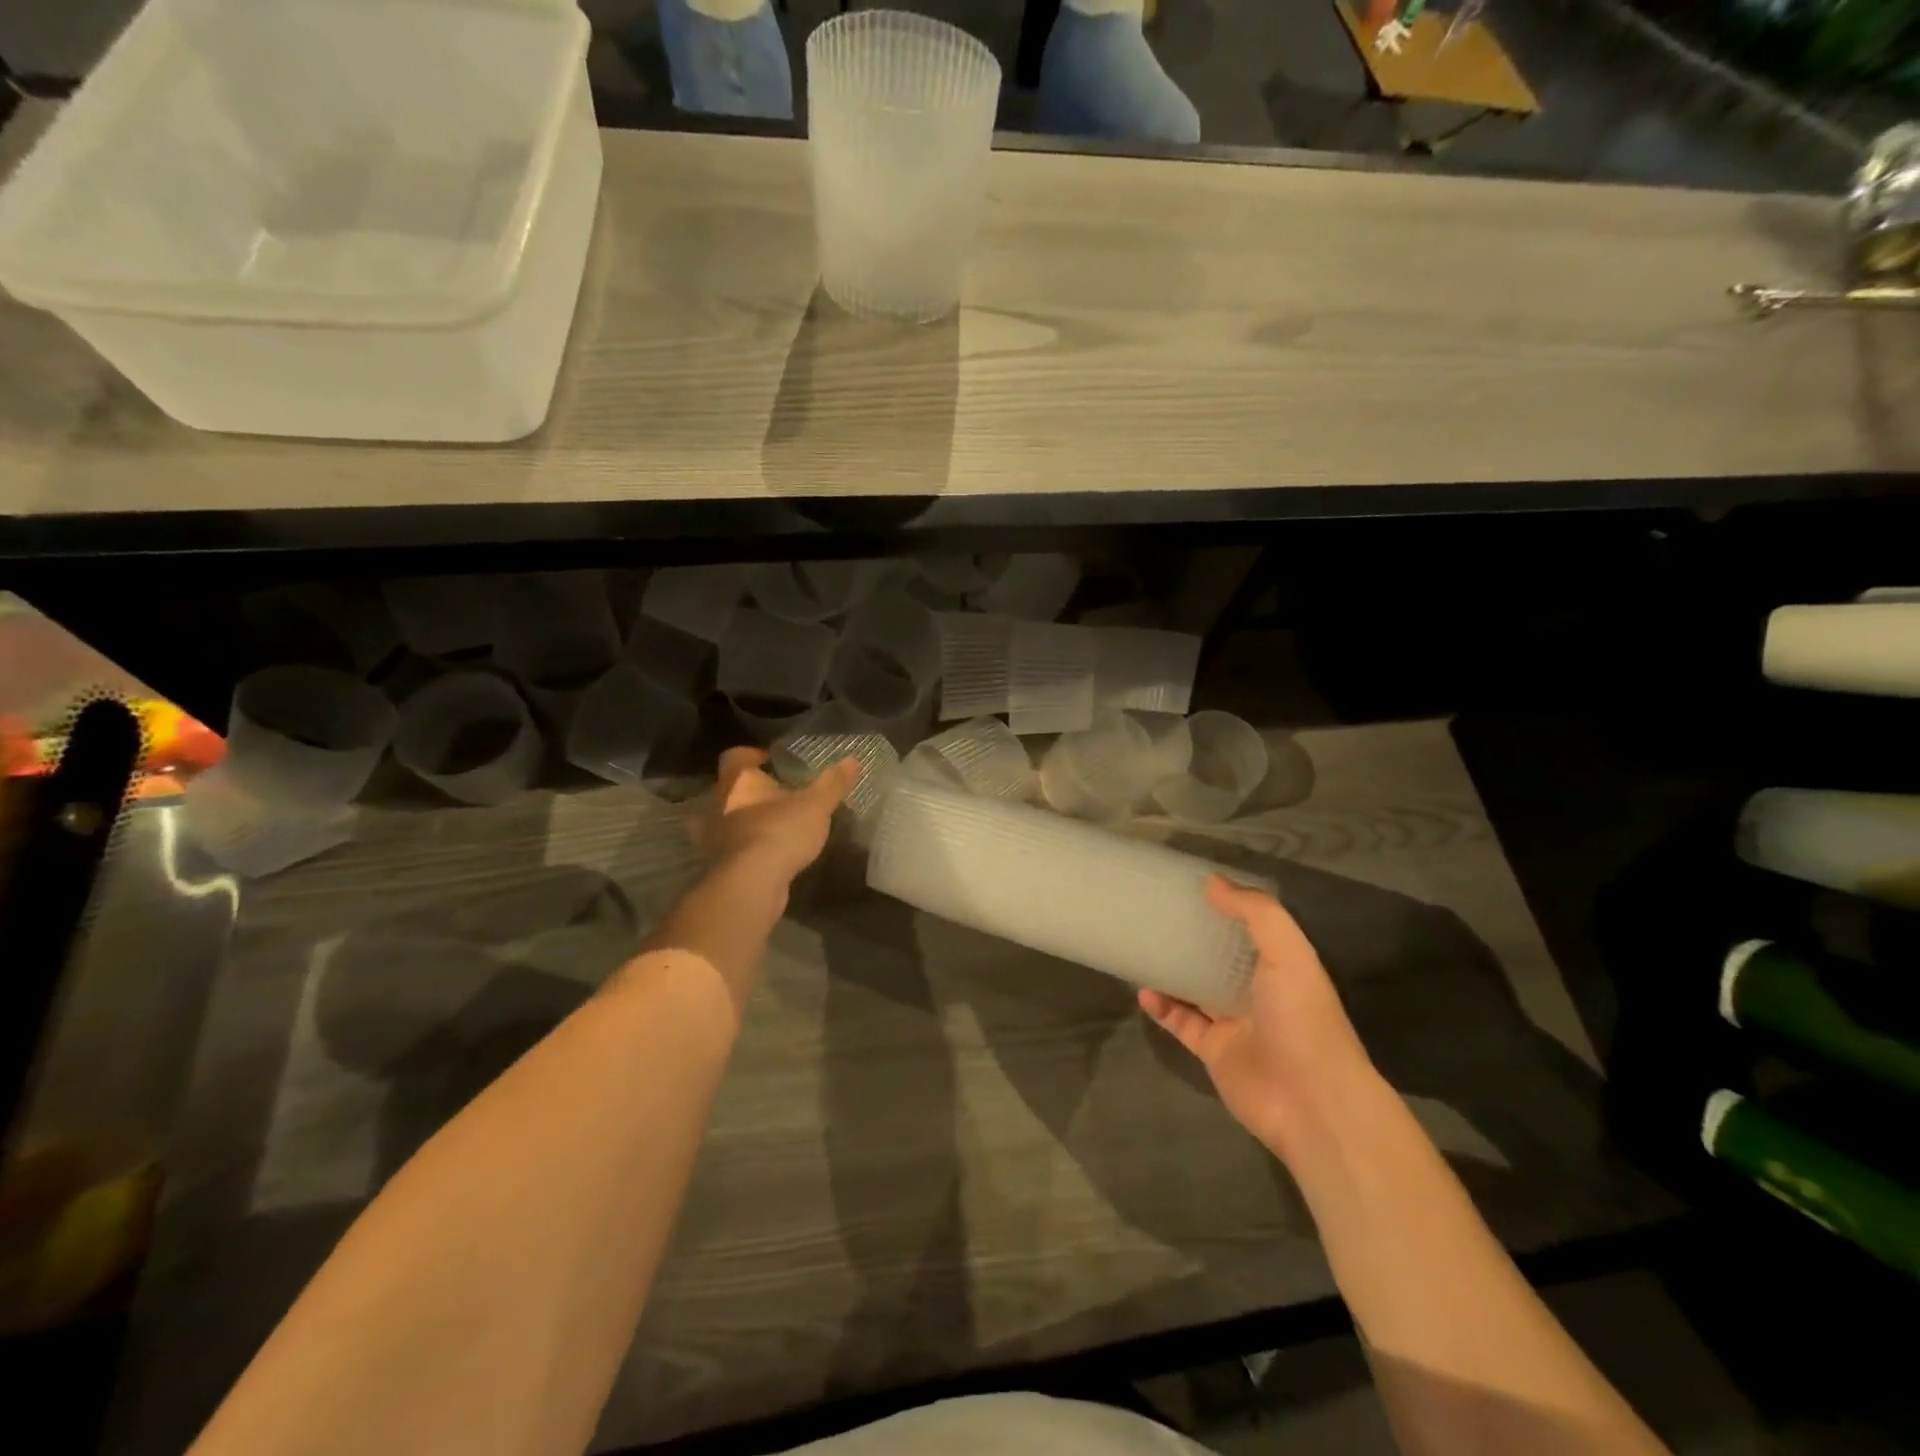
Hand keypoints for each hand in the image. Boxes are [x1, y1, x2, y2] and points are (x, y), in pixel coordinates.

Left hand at [698, 746, 860, 888]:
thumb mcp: (816, 805)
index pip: (735, 756)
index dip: (751, 755)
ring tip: (772, 824)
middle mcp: (717, 803)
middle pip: (728, 788)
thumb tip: (853, 759)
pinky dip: (745, 847)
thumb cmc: (780, 831)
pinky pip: (730, 847)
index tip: (769, 760)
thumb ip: (833, 783)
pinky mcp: (716, 864)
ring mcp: (712, 836)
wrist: (750, 884)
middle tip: (776, 794)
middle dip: (749, 790)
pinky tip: (766, 853)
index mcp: (738, 780)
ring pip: (725, 819)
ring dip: (743, 820)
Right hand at [1140, 876, 1380, 1160]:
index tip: (1193, 885)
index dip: (1227, 907)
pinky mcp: (1214, 1051)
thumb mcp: (1287, 953)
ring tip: (1142, 947)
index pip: (1252, 929)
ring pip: (1196, 989)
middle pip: (1221, 957)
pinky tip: (1143, 992)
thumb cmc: (1302, 1018)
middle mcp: (1259, 992)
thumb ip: (1255, 912)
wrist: (1311, 1103)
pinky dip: (1161, 1008)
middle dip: (1194, 937)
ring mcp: (1235, 1023)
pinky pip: (1181, 1023)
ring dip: (1172, 971)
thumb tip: (1212, 881)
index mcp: (1283, 966)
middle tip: (1157, 913)